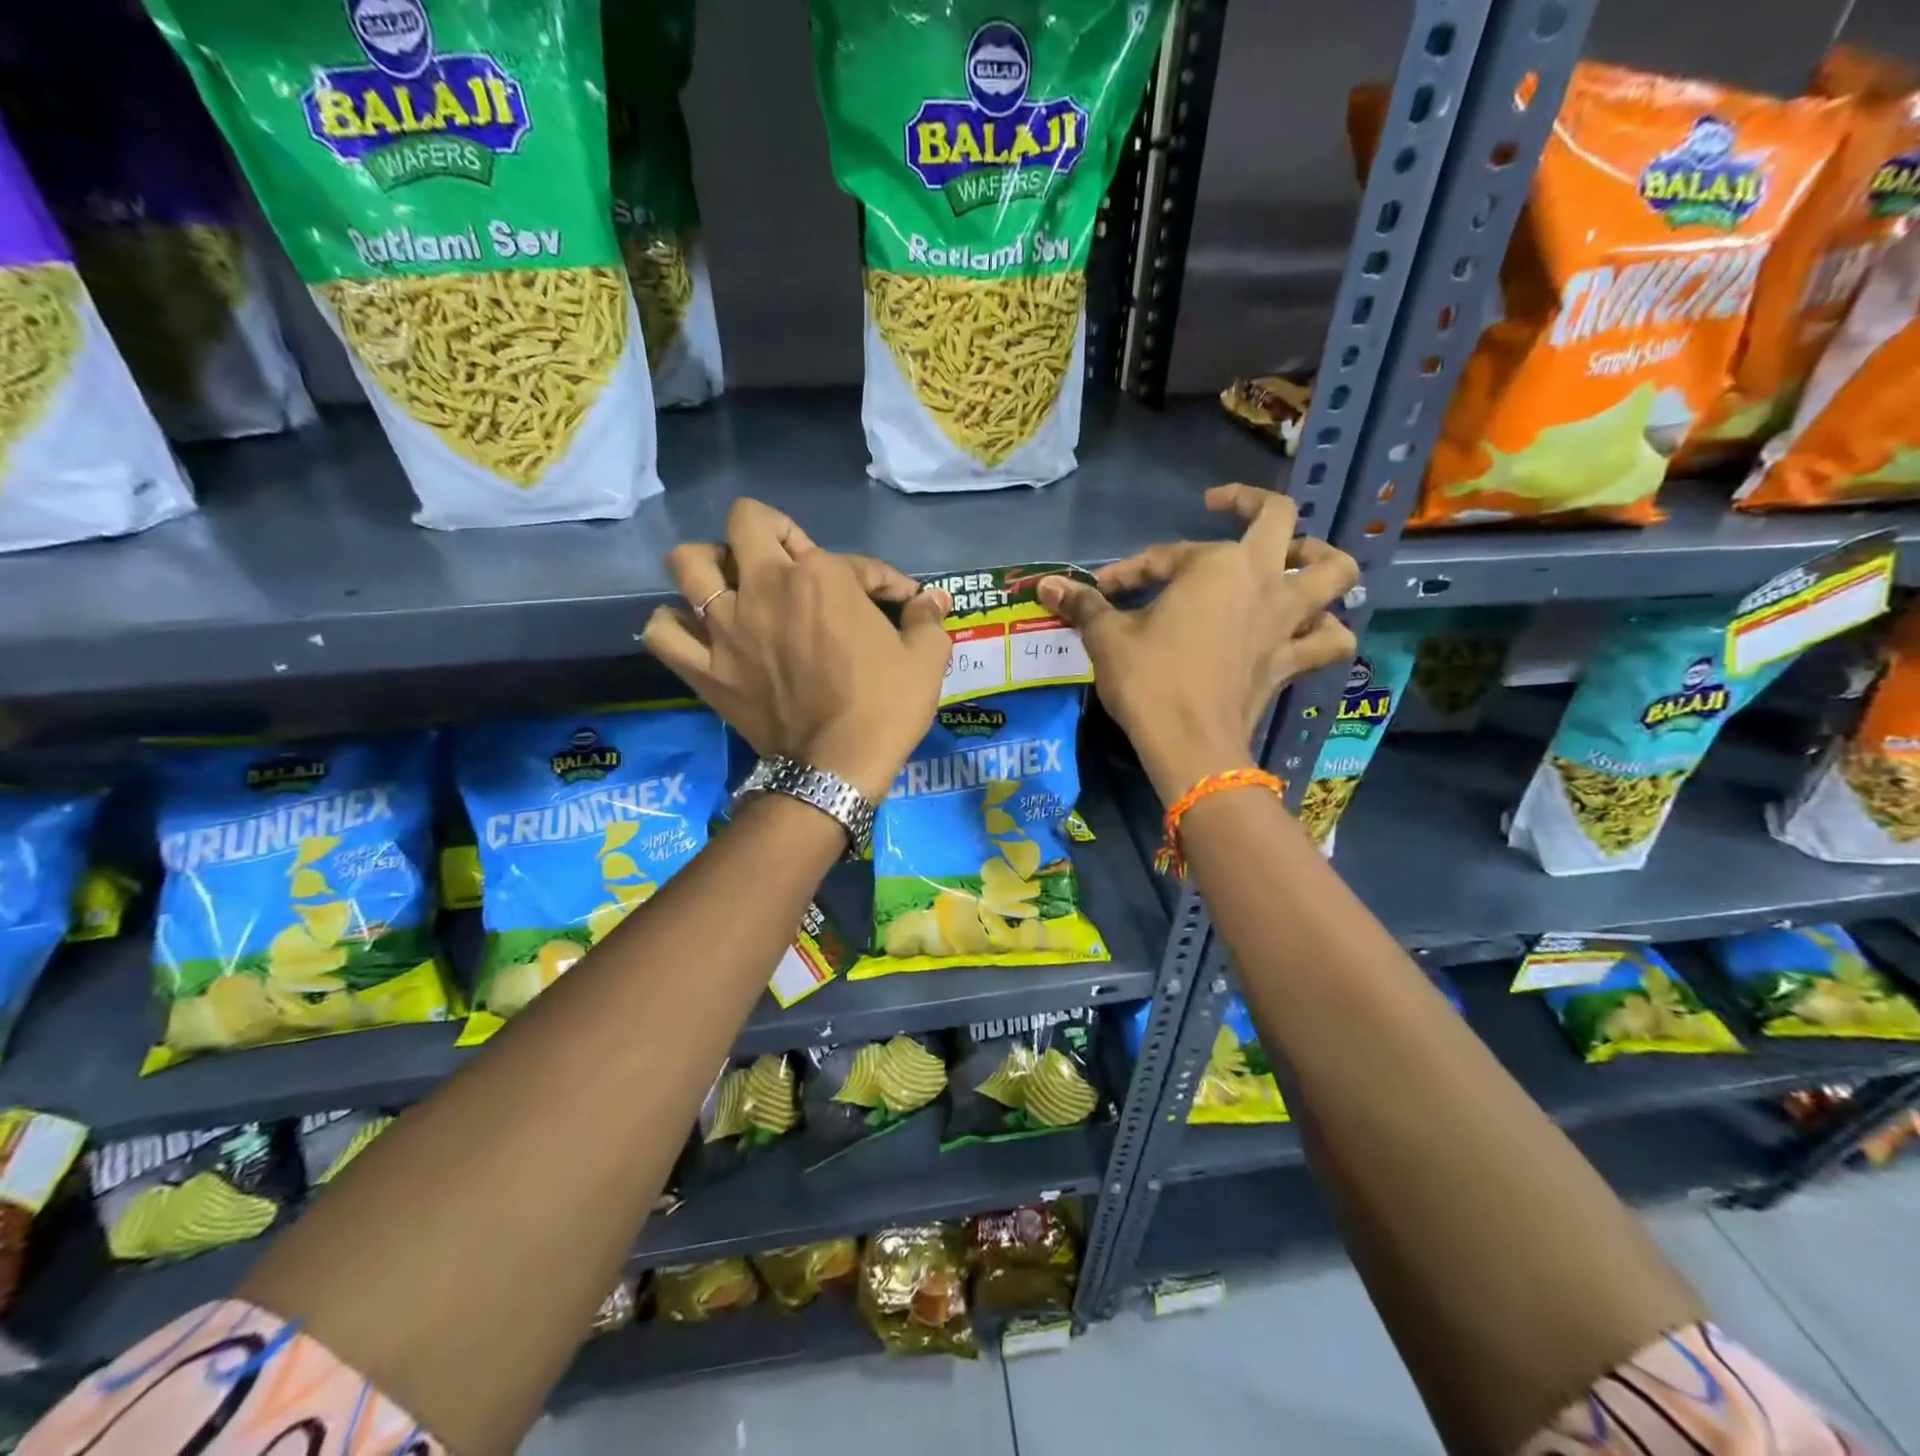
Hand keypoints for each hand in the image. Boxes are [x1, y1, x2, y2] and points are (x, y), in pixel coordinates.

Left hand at [644, 499, 952, 800]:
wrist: (836, 768)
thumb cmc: (885, 708)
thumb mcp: (926, 660)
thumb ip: (928, 620)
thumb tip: (936, 600)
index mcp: (822, 578)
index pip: (856, 560)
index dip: (884, 579)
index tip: (899, 602)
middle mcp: (765, 587)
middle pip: (746, 522)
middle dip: (772, 532)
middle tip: (791, 564)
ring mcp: (725, 626)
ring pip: (688, 563)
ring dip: (710, 565)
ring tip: (732, 586)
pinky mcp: (704, 668)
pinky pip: (662, 632)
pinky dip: (672, 625)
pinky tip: (695, 631)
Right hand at [1038, 485, 1358, 800]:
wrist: (1189, 744)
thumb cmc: (1149, 681)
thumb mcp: (1108, 637)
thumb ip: (1083, 605)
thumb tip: (1045, 585)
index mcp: (1215, 565)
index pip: (1168, 555)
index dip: (1131, 569)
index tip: (1102, 590)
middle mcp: (1262, 580)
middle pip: (1281, 520)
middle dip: (1252, 504)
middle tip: (1224, 507)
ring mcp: (1285, 620)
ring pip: (1335, 573)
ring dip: (1321, 560)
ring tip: (1298, 561)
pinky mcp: (1291, 661)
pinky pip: (1329, 641)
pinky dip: (1327, 632)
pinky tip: (1312, 631)